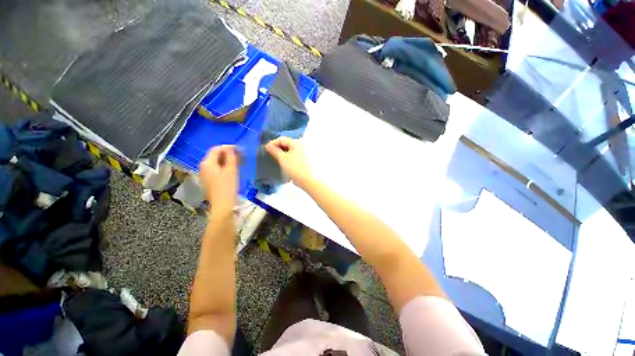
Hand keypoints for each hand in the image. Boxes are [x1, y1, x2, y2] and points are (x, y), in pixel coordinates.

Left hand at [200, 145, 237, 215]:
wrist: (222, 205)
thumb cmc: (227, 186)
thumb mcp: (231, 170)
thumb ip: (231, 157)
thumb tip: (231, 149)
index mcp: (207, 163)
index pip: (216, 149)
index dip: (228, 147)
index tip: (239, 149)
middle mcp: (203, 167)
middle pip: (215, 156)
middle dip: (227, 154)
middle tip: (240, 156)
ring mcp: (205, 174)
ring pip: (216, 163)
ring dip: (226, 161)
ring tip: (238, 162)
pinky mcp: (208, 181)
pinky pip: (216, 170)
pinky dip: (224, 167)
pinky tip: (232, 170)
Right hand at [266, 137, 311, 188]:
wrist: (307, 179)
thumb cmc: (295, 167)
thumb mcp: (282, 158)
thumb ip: (274, 150)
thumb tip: (268, 145)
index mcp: (296, 143)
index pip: (282, 139)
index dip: (273, 143)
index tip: (266, 148)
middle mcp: (301, 146)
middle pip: (286, 144)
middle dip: (277, 148)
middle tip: (270, 153)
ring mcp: (304, 153)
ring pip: (290, 150)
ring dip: (282, 153)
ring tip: (276, 159)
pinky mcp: (304, 160)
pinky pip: (293, 156)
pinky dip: (288, 157)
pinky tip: (284, 163)